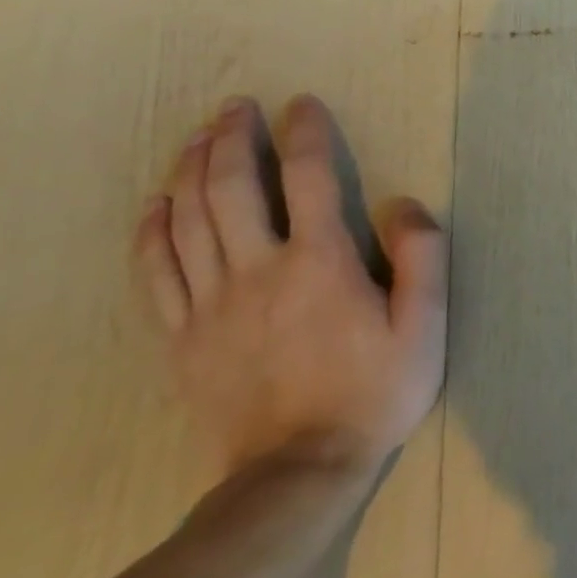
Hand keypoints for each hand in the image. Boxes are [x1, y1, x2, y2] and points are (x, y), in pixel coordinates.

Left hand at [132, 94, 448, 478]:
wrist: (297, 473)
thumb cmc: (375, 391)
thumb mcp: (425, 325)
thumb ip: (422, 256)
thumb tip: (403, 203)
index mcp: (321, 263)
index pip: (309, 178)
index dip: (304, 134)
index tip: (301, 104)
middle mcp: (258, 271)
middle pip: (231, 189)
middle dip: (231, 139)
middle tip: (235, 107)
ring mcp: (211, 305)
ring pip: (187, 222)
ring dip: (189, 171)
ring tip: (197, 138)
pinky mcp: (181, 338)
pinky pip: (155, 272)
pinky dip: (151, 232)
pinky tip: (156, 206)